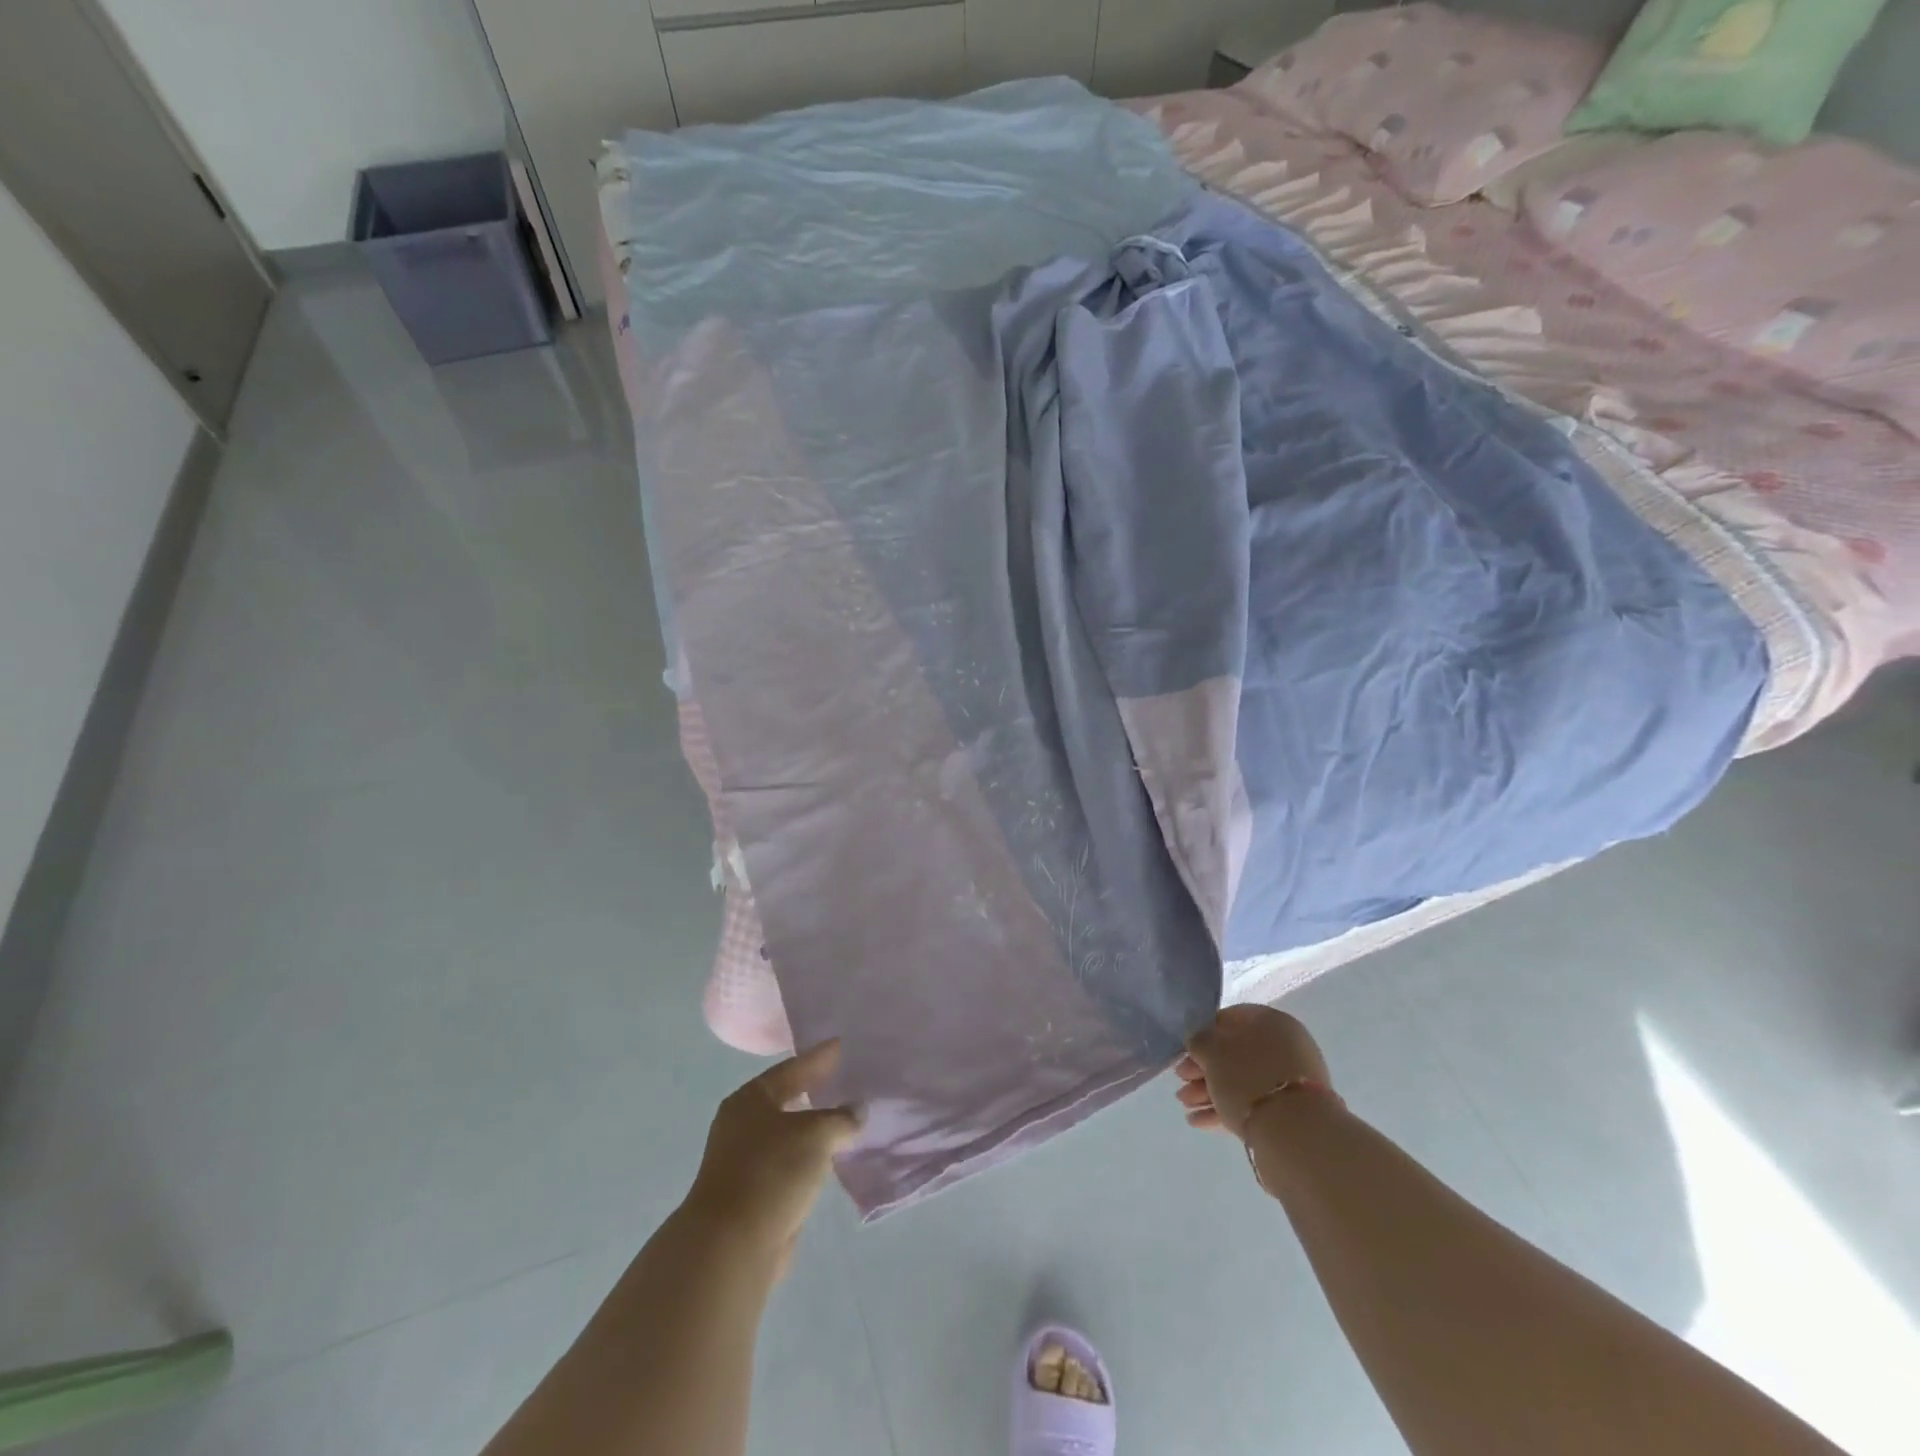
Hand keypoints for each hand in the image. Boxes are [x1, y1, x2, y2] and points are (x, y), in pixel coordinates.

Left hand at [684, 1041, 862, 1269]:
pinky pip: (790, 1164)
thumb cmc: (771, 1172)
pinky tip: (831, 1157)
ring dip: (814, 1128)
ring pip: (789, 1135)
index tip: (841, 1045)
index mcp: (750, 1099)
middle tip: (845, 1078)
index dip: (818, 1057)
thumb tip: (858, 1110)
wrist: (732, 1246)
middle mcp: (742, 1125)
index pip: (791, 1068)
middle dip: (815, 1091)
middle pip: (787, 1099)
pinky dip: (810, 1158)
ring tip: (846, 1117)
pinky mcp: (754, 1195)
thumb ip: (841, 1117)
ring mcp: (745, 1162)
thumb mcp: (815, 1134)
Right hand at [1174, 1005, 1331, 1137]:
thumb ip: (1199, 1040)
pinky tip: (1199, 1121)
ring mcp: (1289, 1082)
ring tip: (1185, 1106)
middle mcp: (1284, 1047)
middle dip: (1203, 1069)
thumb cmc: (1248, 1078)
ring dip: (1209, 1091)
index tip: (1185, 1051)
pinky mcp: (1289, 1112)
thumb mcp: (1212, 1051)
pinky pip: (1251, 1103)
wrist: (1295, 1134)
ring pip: (1241, 1080)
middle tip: (1181, 1082)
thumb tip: (1198, 1039)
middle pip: (1234, 1053)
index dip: (1202, 1033)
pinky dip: (1225, 1108)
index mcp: (1271, 1022)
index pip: (1230, 1019)